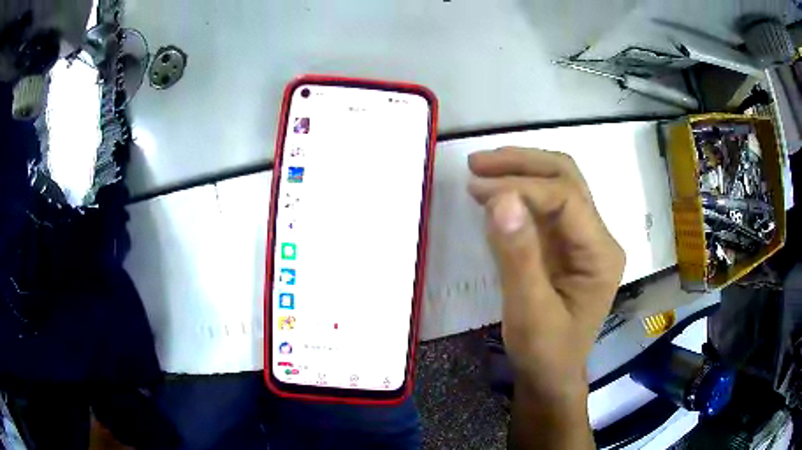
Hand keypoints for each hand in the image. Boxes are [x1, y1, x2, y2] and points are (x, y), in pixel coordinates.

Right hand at [468, 147, 624, 398]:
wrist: (551, 374)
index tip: (478, 189)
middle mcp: (598, 236)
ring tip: (480, 170)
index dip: (522, 186)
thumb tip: (500, 198)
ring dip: (520, 169)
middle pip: (567, 177)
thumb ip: (518, 256)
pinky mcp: (566, 242)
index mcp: (601, 253)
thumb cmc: (545, 351)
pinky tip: (494, 191)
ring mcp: (583, 237)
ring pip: (557, 182)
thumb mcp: (529, 312)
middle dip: (523, 163)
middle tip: (478, 163)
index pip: (566, 198)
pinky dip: (518, 190)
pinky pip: (545, 203)